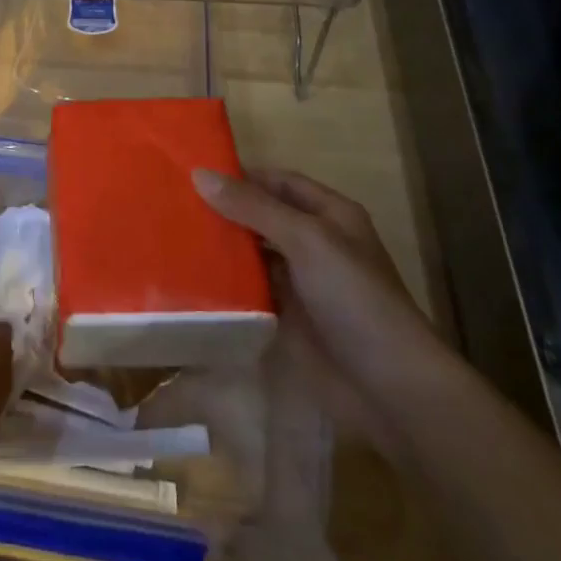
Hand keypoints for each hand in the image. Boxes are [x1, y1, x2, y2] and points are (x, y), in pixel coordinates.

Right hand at [193, 167, 441, 395]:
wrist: (388, 388)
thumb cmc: (354, 298)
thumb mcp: (306, 240)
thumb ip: (253, 207)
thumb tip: (199, 173)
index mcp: (330, 215)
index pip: (278, 181)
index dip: (241, 175)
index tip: (193, 172)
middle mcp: (315, 243)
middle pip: (262, 216)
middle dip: (224, 210)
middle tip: (173, 203)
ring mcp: (301, 282)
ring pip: (253, 254)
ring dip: (221, 246)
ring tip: (171, 234)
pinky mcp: (287, 318)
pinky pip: (250, 291)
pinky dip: (225, 283)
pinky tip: (189, 277)